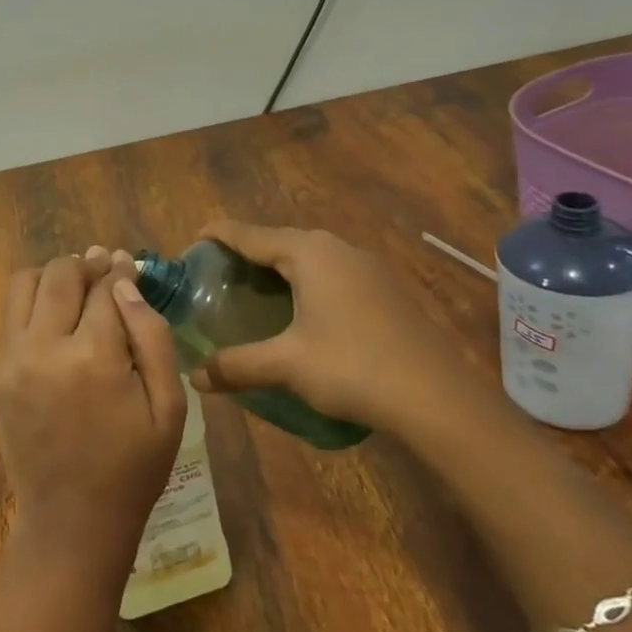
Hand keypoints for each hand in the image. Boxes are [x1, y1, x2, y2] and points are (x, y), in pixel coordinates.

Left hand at [0, 248, 187, 582]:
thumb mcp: (169, 406)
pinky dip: (32, 304)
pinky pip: (10, 316)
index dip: (119, 270)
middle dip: (85, 264)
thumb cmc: (133, 467)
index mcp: (94, 357)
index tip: (127, 264)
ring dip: (51, 276)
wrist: (71, 522)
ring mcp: (13, 360)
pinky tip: (54, 320)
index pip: (105, 287)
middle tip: (103, 269)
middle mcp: (45, 348)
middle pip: (60, 274)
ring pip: (24, 284)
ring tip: (74, 288)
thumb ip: (152, 336)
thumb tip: (126, 283)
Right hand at [191, 220, 463, 432]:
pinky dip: (306, 282)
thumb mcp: (287, 365)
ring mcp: (366, 266)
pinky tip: (302, 311)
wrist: (438, 398)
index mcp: (308, 252)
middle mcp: (337, 248)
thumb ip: (237, 365)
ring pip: (308, 256)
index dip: (218, 235)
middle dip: (247, 253)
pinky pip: (331, 273)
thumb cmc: (353, 367)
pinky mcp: (385, 288)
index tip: (193, 241)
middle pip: (279, 241)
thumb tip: (194, 378)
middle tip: (218, 275)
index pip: (249, 233)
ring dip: (279, 268)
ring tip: (254, 292)